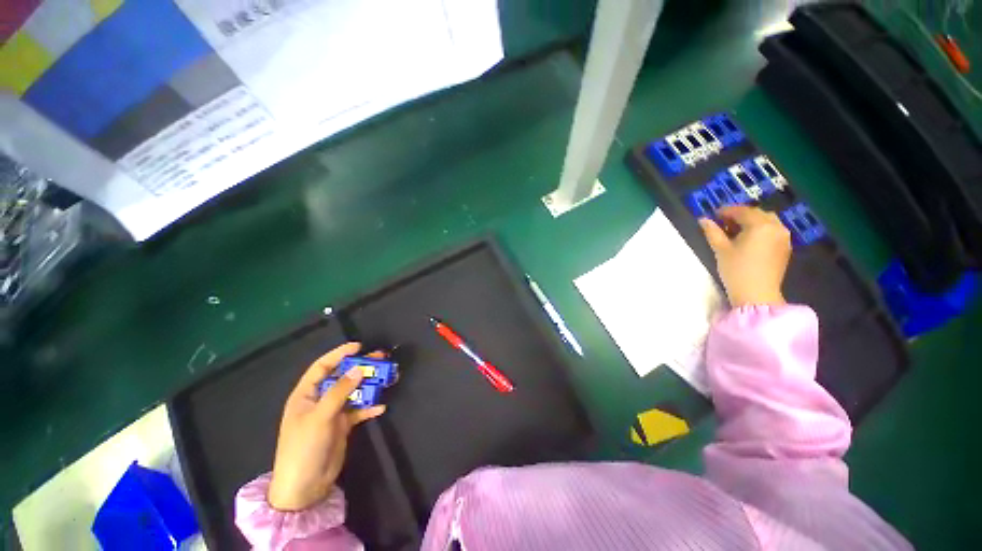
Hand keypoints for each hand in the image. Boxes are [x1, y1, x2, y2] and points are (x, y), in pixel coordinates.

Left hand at [268, 342, 385, 510]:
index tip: (358, 346)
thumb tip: (359, 368)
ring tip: (387, 377)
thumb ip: (340, 391)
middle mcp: (320, 400)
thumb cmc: (304, 447)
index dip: (338, 354)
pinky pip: (359, 410)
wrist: (305, 486)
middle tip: (380, 358)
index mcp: (306, 394)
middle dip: (360, 367)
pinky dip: (370, 407)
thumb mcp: (320, 416)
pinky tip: (381, 407)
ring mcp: (332, 413)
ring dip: (369, 385)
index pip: (322, 367)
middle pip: (342, 377)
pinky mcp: (343, 425)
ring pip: (354, 392)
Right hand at [698, 205, 791, 307]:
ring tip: (736, 231)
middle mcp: (776, 227)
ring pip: (767, 221)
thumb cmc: (736, 270)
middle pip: (757, 214)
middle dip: (740, 215)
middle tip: (723, 222)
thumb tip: (703, 220)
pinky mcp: (785, 247)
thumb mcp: (720, 249)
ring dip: (752, 221)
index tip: (713, 214)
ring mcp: (783, 237)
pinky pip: (773, 230)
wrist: (757, 294)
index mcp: (760, 225)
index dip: (726, 211)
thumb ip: (712, 232)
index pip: (742, 211)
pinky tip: (749, 239)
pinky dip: (761, 229)